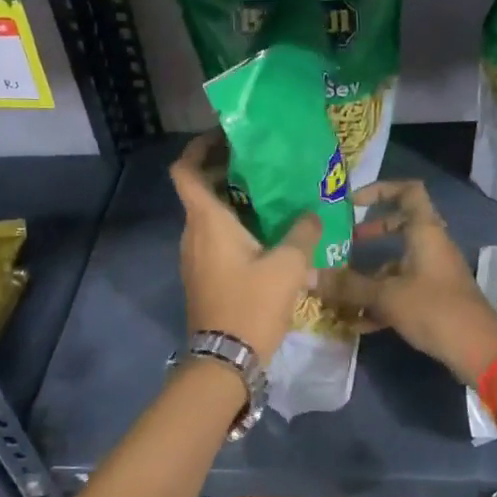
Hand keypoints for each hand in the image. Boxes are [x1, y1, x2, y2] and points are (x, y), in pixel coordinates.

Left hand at [169, 132, 320, 364]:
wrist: (225, 359)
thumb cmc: (252, 304)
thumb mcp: (288, 266)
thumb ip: (302, 233)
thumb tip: (311, 214)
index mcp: (206, 220)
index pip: (185, 170)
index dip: (198, 148)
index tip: (223, 137)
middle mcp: (192, 233)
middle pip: (199, 190)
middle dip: (225, 172)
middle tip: (261, 165)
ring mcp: (193, 256)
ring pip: (208, 216)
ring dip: (232, 202)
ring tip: (270, 198)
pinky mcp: (201, 276)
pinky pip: (213, 238)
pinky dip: (232, 227)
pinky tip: (266, 235)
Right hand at [319, 180, 496, 383]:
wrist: (478, 350)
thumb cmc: (434, 309)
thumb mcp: (386, 296)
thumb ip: (348, 286)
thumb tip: (309, 275)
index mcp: (425, 232)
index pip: (408, 191)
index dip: (380, 189)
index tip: (353, 202)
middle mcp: (431, 246)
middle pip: (400, 226)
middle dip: (371, 233)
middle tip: (345, 242)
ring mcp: (433, 273)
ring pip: (398, 262)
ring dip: (370, 274)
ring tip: (340, 290)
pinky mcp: (434, 298)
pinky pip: (402, 289)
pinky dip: (380, 300)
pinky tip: (356, 322)